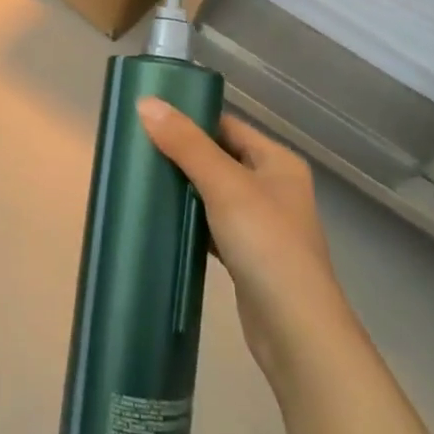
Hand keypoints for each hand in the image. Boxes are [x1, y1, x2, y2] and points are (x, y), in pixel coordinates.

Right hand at [137, 99, 352, 387]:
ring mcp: (262, 224)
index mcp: (277, 162)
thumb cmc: (266, 244)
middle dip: (181, 153)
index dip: (190, 118)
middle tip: (137, 147)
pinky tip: (162, 220)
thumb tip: (146, 102)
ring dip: (183, 187)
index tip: (149, 117)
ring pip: (213, 193)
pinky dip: (190, 220)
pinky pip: (212, 224)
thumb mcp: (224, 185)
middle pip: (219, 157)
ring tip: (142, 178)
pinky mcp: (248, 255)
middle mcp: (274, 187)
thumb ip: (186, 144)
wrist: (296, 330)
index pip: (227, 126)